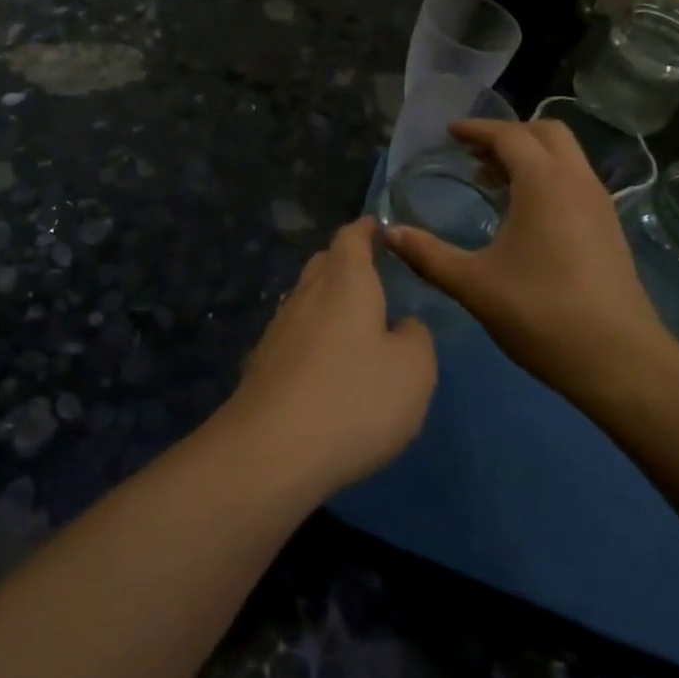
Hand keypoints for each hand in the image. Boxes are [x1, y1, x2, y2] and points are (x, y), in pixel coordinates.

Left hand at [223, 218, 436, 496]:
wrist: (271, 451)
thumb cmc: (355, 398)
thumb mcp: (414, 369)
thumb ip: (416, 337)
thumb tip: (402, 327)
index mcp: (345, 281)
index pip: (352, 237)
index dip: (366, 229)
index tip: (378, 226)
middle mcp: (307, 294)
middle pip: (324, 264)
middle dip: (346, 262)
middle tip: (371, 273)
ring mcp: (279, 328)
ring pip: (307, 299)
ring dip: (328, 300)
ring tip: (353, 319)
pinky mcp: (263, 364)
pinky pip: (295, 334)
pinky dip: (313, 336)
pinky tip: (325, 363)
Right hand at [383, 120, 673, 403]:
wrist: (620, 360)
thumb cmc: (541, 313)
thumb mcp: (474, 284)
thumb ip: (428, 255)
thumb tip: (389, 234)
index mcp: (544, 183)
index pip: (509, 136)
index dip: (477, 130)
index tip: (449, 132)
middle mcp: (577, 182)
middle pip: (545, 133)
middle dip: (508, 134)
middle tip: (473, 152)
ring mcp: (599, 204)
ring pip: (565, 157)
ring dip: (529, 156)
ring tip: (491, 180)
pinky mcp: (609, 228)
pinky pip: (574, 181)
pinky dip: (546, 177)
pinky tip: (523, 214)